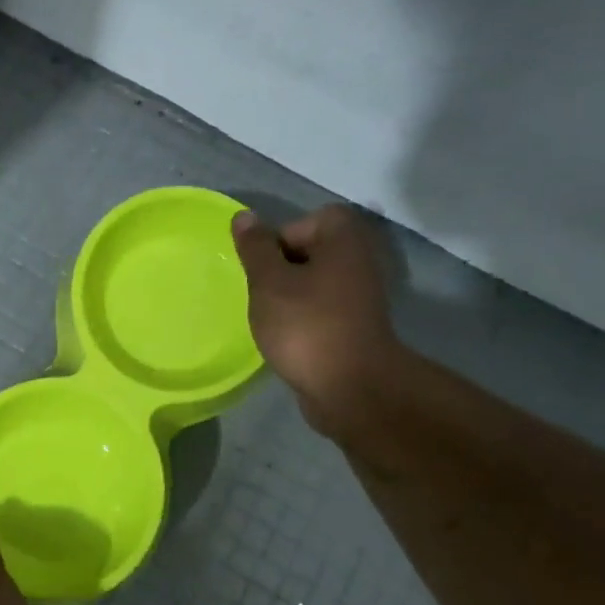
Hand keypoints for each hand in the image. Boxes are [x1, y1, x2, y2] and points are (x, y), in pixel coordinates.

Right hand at [231, 204, 403, 442]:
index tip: (262, 272)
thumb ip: (255, 249)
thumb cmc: (306, 326)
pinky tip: (288, 339)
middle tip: (262, 296)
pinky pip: (322, 311)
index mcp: (343, 240)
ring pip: (314, 284)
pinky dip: (304, 320)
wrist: (350, 388)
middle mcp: (359, 260)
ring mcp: (361, 296)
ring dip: (290, 298)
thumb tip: (244, 217)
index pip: (304, 222)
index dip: (277, 242)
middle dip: (280, 271)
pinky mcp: (356, 326)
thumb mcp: (269, 282)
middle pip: (309, 252)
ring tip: (272, 320)